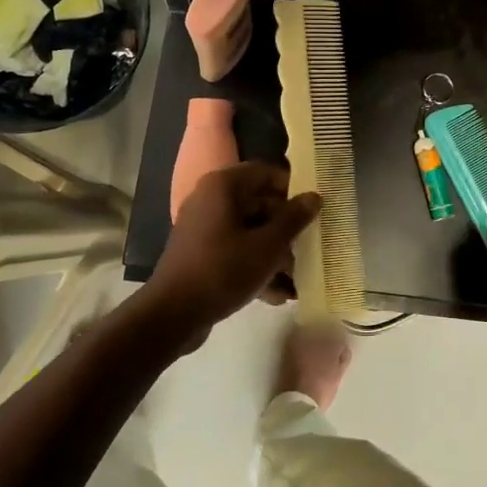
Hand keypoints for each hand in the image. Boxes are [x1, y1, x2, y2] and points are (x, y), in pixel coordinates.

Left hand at [141, 163, 321, 343]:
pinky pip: (236, 251)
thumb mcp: (268, 245)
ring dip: (275, 252)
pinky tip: (278, 295)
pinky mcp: (201, 254)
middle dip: (287, 227)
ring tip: (298, 278)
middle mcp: (211, 200)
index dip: (293, 187)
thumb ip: (294, 219)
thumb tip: (314, 197)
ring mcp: (204, 228)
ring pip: (250, 230)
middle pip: (259, 203)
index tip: (314, 208)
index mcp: (223, 186)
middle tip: (310, 246)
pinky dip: (256, 266)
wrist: (172, 315)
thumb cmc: (223, 270)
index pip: (266, 172)